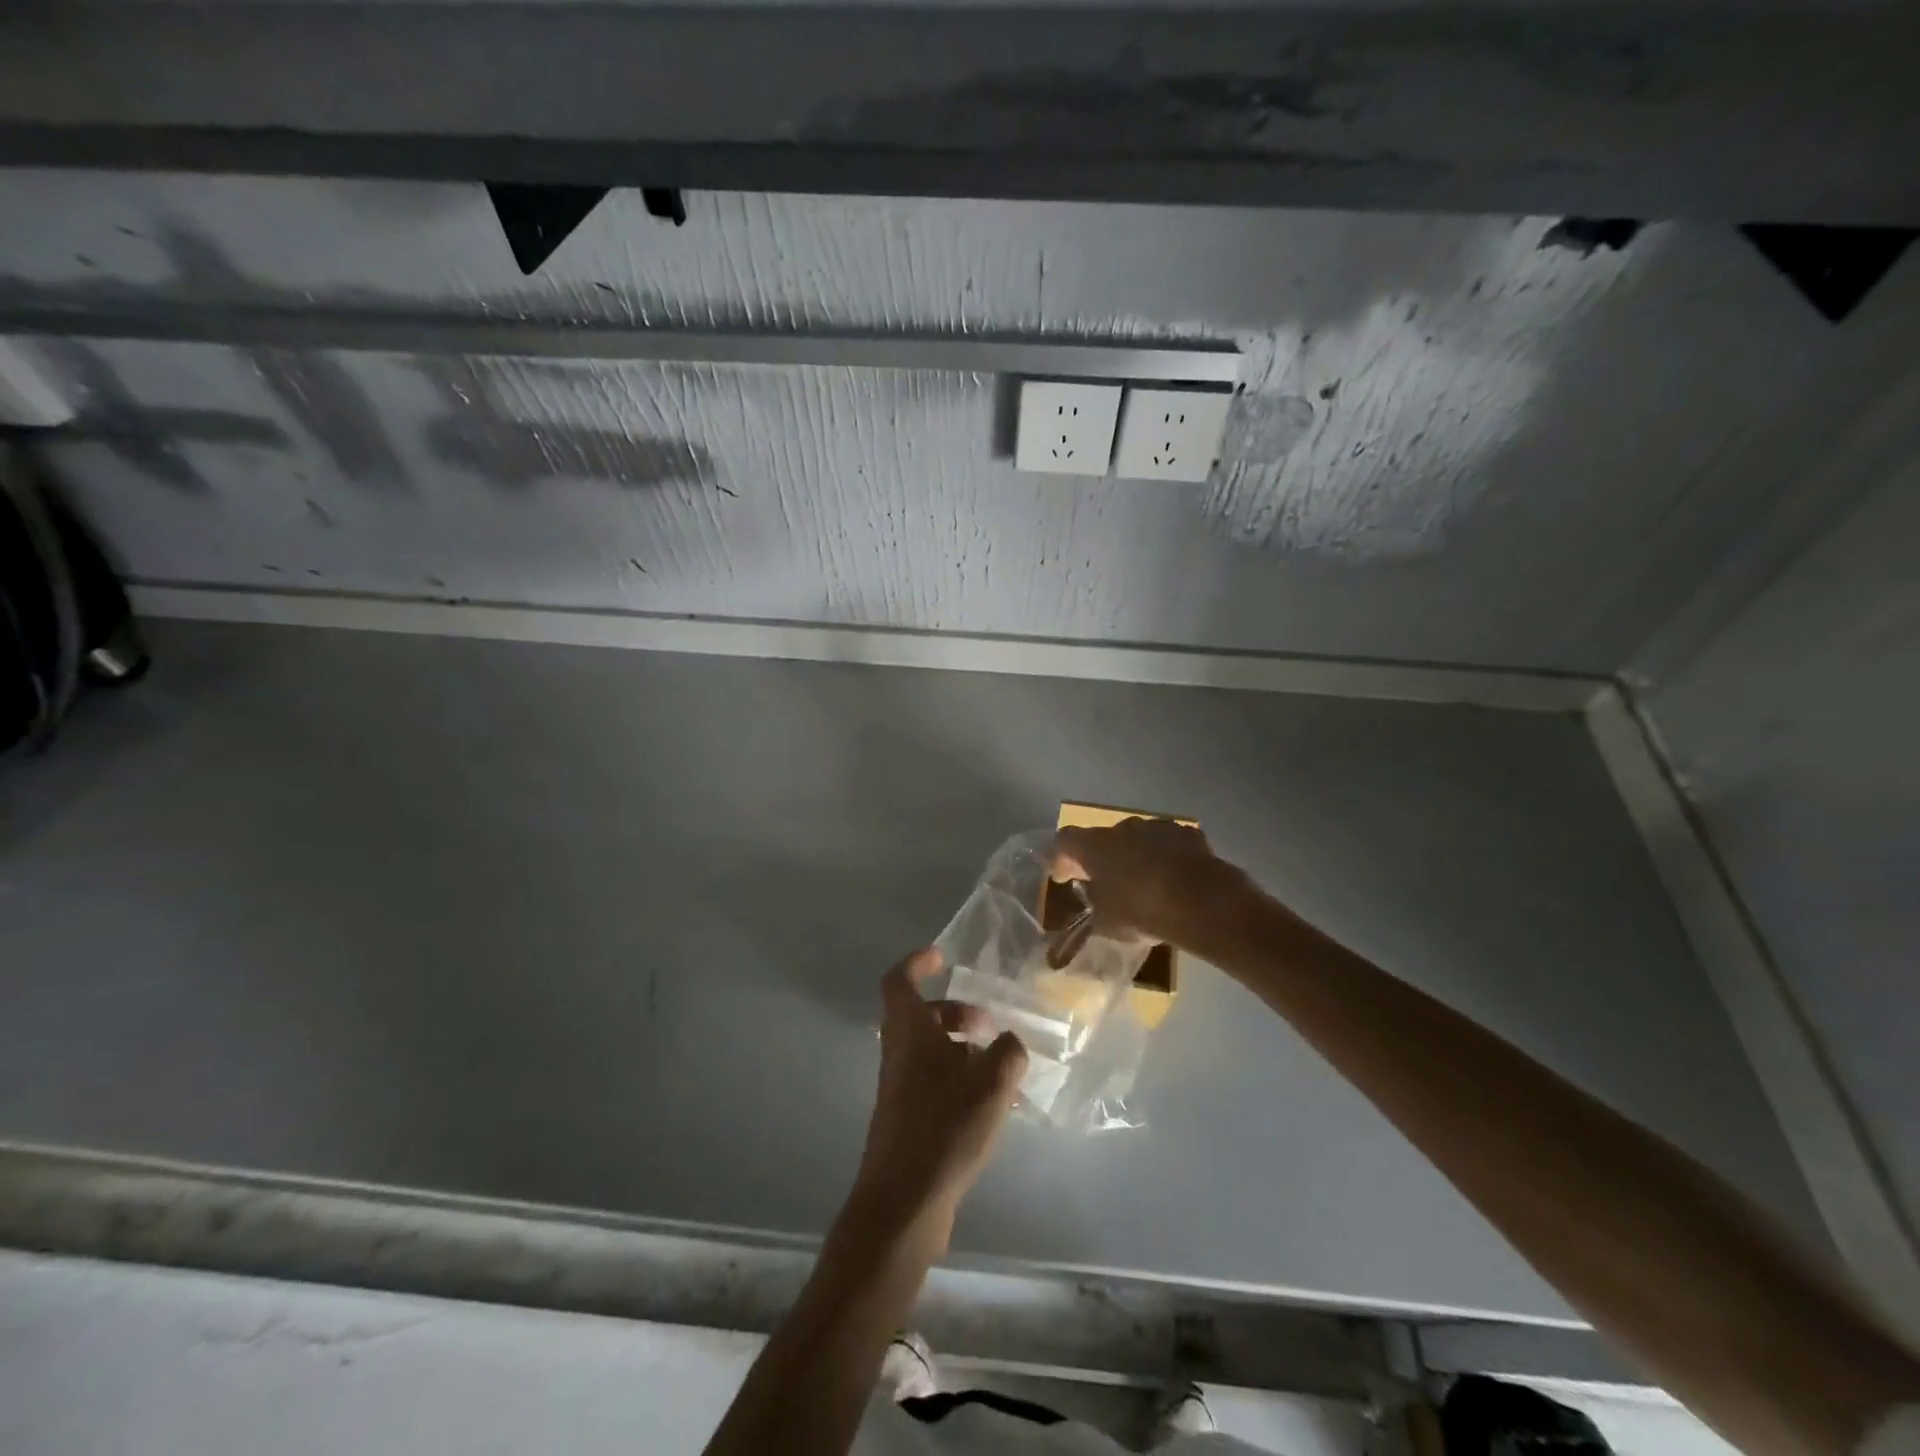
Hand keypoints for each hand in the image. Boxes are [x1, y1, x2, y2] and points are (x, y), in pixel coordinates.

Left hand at [851, 948, 1027, 1237]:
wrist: (903, 1202)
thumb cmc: (943, 1128)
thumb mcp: (990, 1084)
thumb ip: (1008, 1053)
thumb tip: (1010, 1042)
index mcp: (908, 1033)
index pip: (899, 982)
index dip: (917, 964)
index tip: (942, 957)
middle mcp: (898, 1055)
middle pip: (919, 1017)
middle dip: (954, 1011)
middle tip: (988, 1023)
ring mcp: (900, 1090)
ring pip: (928, 1051)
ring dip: (960, 1047)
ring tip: (999, 1066)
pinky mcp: (907, 1120)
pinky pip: (934, 1082)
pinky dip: (959, 1080)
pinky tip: (992, 1104)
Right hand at [1050, 817, 1251, 950]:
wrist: (1204, 902)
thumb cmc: (1143, 912)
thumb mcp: (1108, 923)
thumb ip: (1094, 907)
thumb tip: (1092, 901)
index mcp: (1094, 846)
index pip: (1064, 841)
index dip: (1060, 858)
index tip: (1062, 876)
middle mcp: (1121, 828)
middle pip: (1102, 839)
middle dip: (1102, 858)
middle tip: (1105, 883)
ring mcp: (1156, 827)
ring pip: (1136, 839)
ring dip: (1134, 856)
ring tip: (1143, 882)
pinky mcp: (1186, 834)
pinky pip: (1165, 844)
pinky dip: (1163, 857)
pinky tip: (1172, 879)